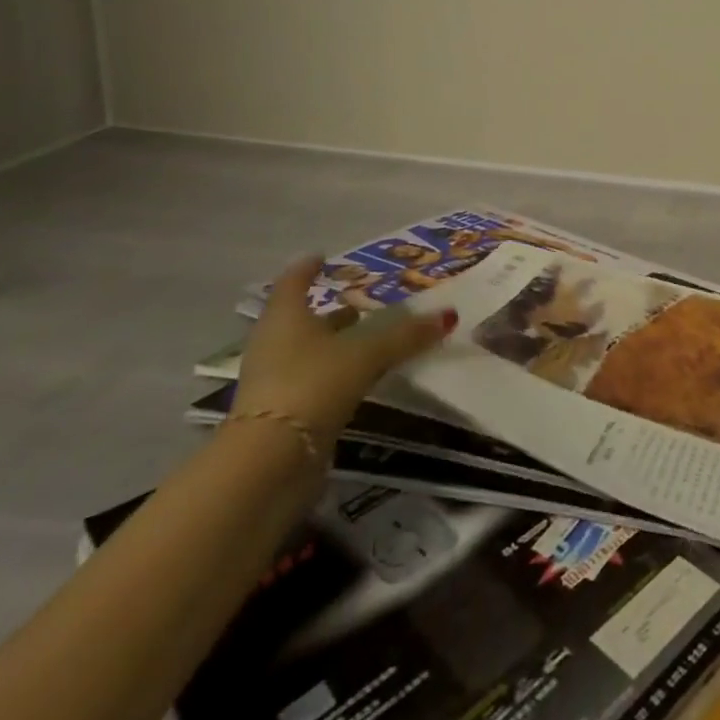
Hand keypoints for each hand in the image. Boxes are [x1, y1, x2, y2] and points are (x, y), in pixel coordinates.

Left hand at [232, 255, 457, 441]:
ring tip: (368, 336)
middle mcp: (275, 345)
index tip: (323, 257)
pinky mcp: (284, 415)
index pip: (294, 282)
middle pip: (302, 319)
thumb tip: (449, 315)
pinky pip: (315, 381)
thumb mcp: (367, 353)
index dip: (308, 268)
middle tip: (362, 300)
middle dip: (331, 310)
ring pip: (310, 351)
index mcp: (286, 318)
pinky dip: (337, 372)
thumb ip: (406, 335)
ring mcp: (275, 381)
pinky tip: (362, 376)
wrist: (270, 462)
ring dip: (336, 343)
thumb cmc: (313, 384)